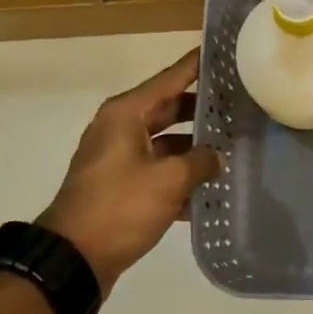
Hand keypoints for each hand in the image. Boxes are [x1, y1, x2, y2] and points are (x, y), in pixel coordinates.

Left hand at [37, 48, 221, 292]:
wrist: (72, 260)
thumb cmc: (121, 207)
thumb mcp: (170, 180)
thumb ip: (201, 160)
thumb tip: (216, 155)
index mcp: (126, 113)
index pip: (171, 77)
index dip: (198, 65)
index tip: (226, 53)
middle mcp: (120, 127)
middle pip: (169, 107)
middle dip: (202, 109)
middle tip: (240, 105)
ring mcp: (118, 157)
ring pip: (165, 140)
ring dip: (194, 146)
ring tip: (233, 147)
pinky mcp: (119, 185)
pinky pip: (156, 168)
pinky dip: (179, 174)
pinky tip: (209, 187)